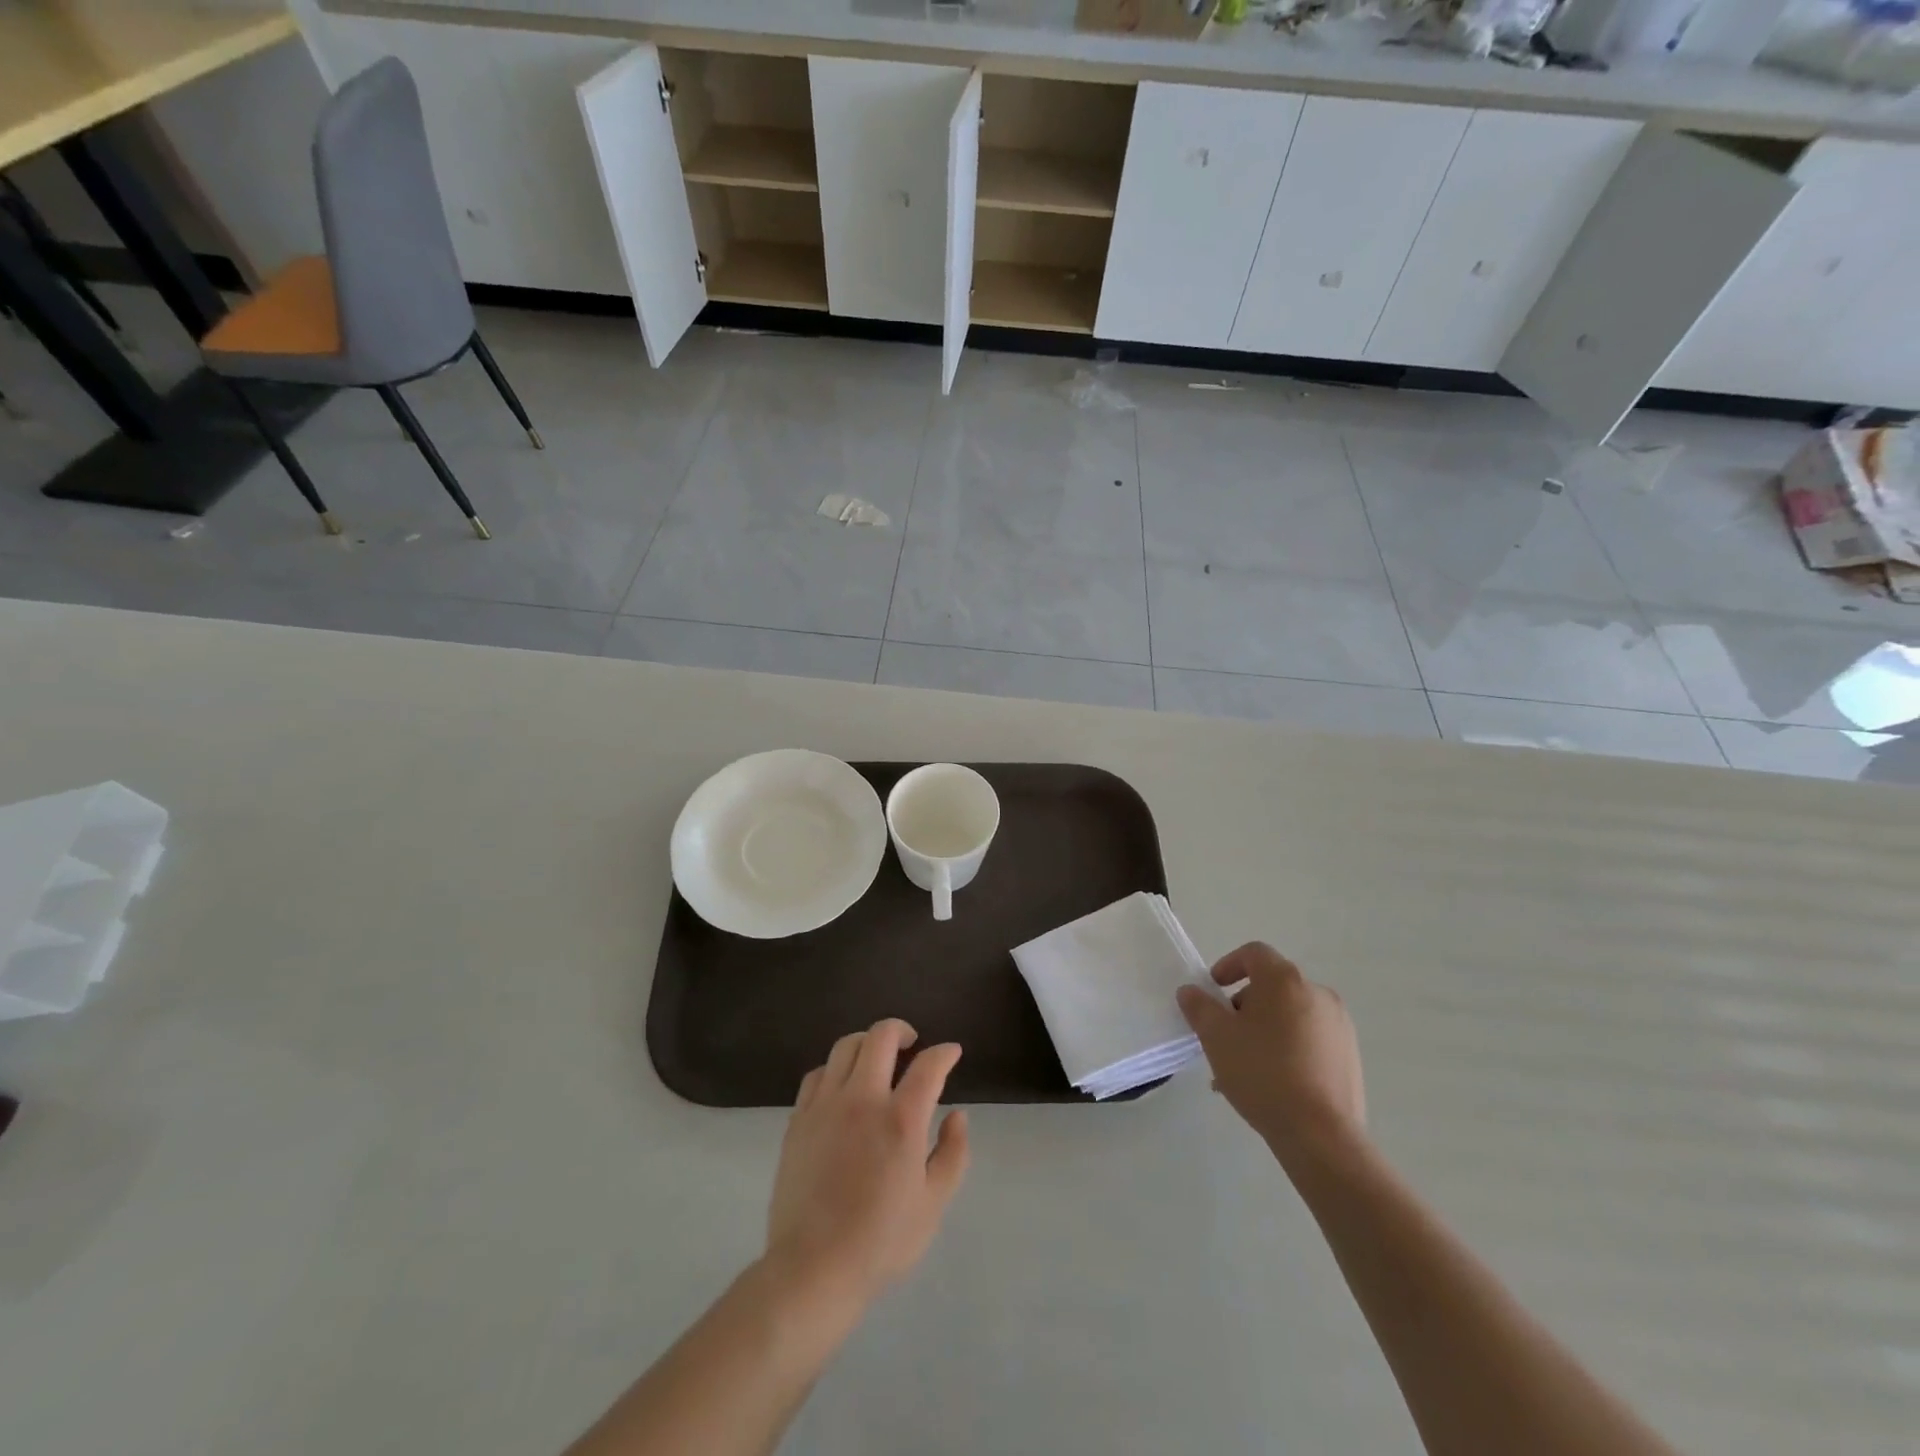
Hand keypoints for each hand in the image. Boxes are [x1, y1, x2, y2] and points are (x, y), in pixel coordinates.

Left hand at [764, 1020, 969, 1314]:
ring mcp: (825, 1105)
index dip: (944, 1053)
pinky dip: (836, 1069)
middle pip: (881, 1036)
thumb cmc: (880, 1242)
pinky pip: (817, 1074)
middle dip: (902, 1030)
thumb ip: (952, 1153)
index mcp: (901, 1120)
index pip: (928, 1065)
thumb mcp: (933, 1204)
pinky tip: (843, 1087)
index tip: (951, 1052)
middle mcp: (862, 1099)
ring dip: (867, 1044)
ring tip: (877, 1060)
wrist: (812, 1269)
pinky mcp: (799, 1119)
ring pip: (846, 1046)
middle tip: (911, 1044)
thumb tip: (957, 1116)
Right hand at [1176, 944, 1365, 1170]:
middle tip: (1224, 1036)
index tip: (1212, 992)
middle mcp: (1318, 994)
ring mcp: (1339, 1026)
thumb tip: (1191, 991)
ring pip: (1290, 1016)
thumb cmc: (1262, 1073)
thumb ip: (1199, 1007)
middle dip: (1243, 1006)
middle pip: (1272, 986)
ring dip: (1264, 1030)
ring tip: (1243, 1067)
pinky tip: (1271, 1084)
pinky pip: (1309, 1040)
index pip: (1253, 954)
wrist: (1321, 1135)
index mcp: (1285, 980)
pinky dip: (1287, 1049)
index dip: (1228, 966)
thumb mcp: (1216, 1037)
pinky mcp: (1350, 1057)